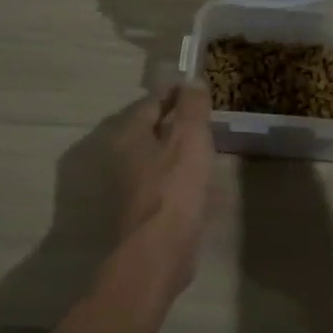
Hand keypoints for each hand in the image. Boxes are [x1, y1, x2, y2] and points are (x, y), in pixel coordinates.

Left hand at [107, 84, 214, 296]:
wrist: (158, 252)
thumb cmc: (173, 187)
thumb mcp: (189, 137)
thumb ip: (192, 107)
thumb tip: (192, 81)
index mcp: (130, 135)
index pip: (152, 102)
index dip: (175, 93)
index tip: (197, 90)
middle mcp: (124, 158)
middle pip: (153, 131)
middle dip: (176, 122)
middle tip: (205, 117)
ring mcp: (132, 187)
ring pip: (159, 159)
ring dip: (180, 151)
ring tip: (208, 147)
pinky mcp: (145, 212)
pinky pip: (167, 184)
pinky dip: (182, 178)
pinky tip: (203, 184)